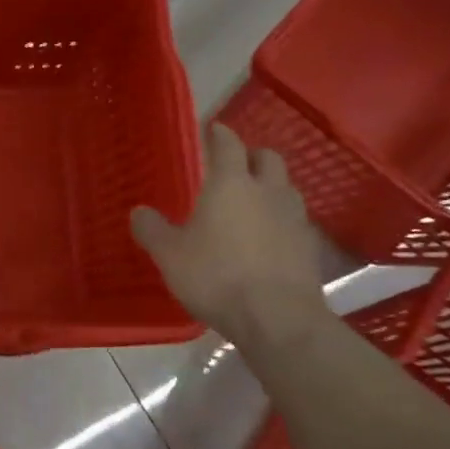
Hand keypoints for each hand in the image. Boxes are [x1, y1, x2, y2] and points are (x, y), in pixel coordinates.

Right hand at [130, 123, 328, 348]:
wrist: (277, 318)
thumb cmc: (216, 276)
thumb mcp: (169, 254)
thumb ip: (152, 229)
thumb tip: (139, 212)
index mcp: (231, 184)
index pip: (228, 144)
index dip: (219, 134)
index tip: (212, 129)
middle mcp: (267, 192)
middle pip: (268, 159)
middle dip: (252, 156)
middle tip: (235, 165)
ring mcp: (295, 219)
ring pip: (285, 188)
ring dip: (270, 188)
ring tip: (252, 203)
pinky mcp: (310, 248)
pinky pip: (295, 221)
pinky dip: (281, 221)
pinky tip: (268, 239)